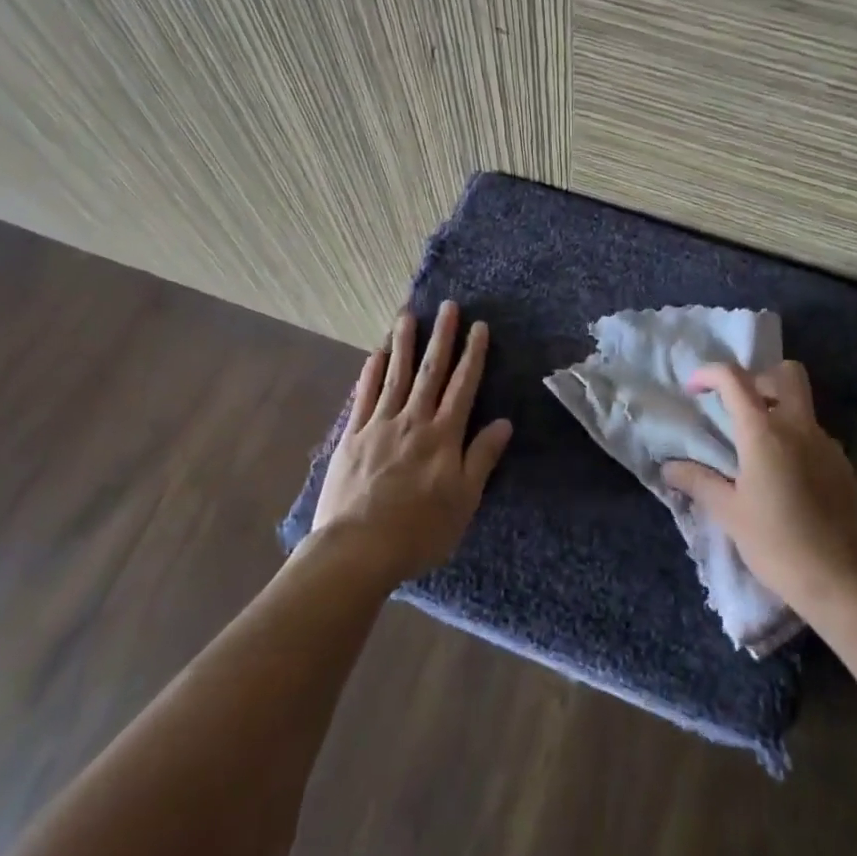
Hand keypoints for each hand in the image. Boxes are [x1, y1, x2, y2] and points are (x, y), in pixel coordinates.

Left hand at [312, 301, 512, 583]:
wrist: (357, 549)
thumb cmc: (419, 530)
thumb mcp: (464, 501)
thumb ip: (482, 458)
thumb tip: (504, 423)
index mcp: (443, 436)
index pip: (463, 386)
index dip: (473, 355)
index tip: (479, 327)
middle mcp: (413, 421)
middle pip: (430, 371)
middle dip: (441, 337)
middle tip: (448, 306)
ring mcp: (379, 425)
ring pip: (395, 375)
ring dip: (403, 344)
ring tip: (407, 315)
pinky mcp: (352, 437)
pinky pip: (363, 396)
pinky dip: (370, 373)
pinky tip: (374, 355)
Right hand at [663, 361, 856, 613]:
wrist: (846, 582)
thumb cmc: (778, 545)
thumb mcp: (730, 515)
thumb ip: (699, 482)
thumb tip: (669, 467)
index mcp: (765, 432)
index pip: (734, 379)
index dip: (709, 374)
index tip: (694, 389)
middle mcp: (799, 427)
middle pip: (786, 374)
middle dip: (759, 379)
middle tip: (739, 408)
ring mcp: (828, 445)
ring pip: (803, 407)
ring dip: (779, 413)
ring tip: (759, 453)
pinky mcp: (845, 466)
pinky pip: (816, 437)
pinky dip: (797, 442)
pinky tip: (787, 480)